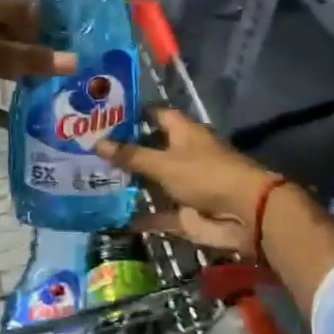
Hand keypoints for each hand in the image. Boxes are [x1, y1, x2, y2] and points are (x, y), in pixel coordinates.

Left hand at [0, 0, 72, 125]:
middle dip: (28, 52)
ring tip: (45, 88)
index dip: (38, 20)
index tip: (68, 33)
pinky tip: (15, 121)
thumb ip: (27, 59)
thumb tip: (74, 62)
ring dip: (13, 77)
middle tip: (62, 65)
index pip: (11, 10)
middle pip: (2, 39)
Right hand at [97, 108, 281, 254]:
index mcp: (182, 132)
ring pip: (153, 182)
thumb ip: (131, 156)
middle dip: (124, 151)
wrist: (245, 213)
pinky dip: (142, 217)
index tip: (102, 116)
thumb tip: (97, 142)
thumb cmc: (205, 174)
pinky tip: (114, 218)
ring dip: (130, 184)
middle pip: (150, 149)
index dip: (131, 114)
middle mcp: (183, 154)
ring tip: (93, 181)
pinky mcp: (186, 212)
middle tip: (88, 150)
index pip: (154, 115)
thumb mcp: (163, 163)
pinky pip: (159, 213)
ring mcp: (184, 184)